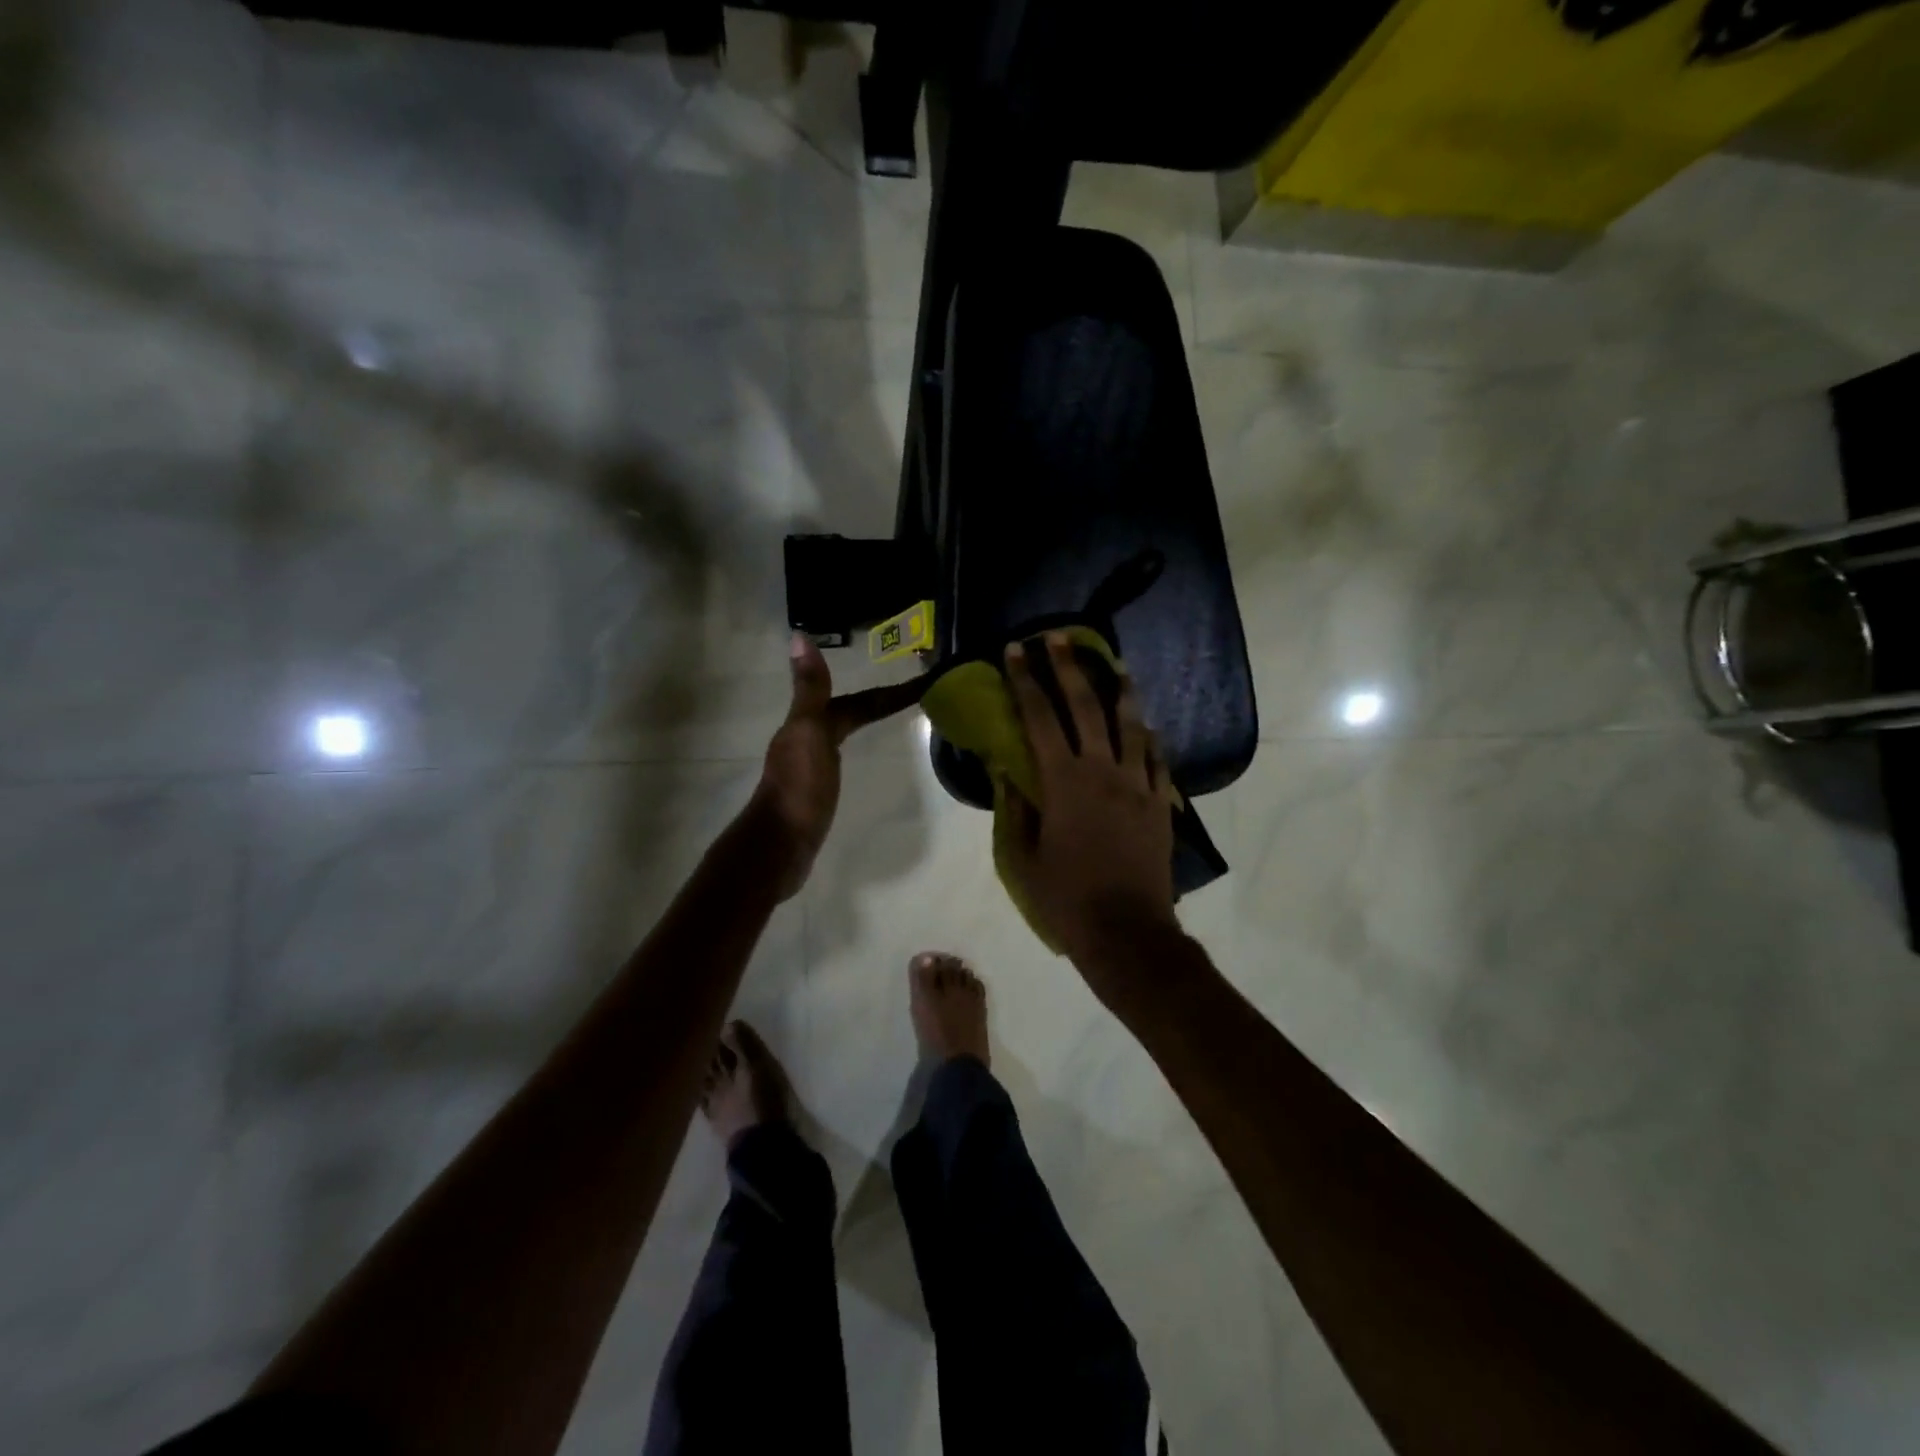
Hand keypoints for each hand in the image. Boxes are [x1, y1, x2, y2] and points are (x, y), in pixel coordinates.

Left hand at [752, 634, 925, 899]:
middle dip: (879, 702)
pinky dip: (855, 747)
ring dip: (865, 721)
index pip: (857, 702)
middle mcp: (807, 739)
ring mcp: (809, 766)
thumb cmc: (799, 788)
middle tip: (917, 696)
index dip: (888, 693)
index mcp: (810, 724)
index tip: (923, 683)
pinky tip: (859, 757)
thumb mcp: (808, 732)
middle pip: (849, 713)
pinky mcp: (814, 791)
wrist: (780, 844)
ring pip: (842, 733)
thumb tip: (800, 636)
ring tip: (893, 719)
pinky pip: (839, 758)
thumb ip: (810, 688)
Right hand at [1002, 634, 1176, 963]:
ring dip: (1120, 690)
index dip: (1025, 680)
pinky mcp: (1160, 803)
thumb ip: (1015, 809)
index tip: (1015, 651)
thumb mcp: (1024, 858)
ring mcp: (1137, 784)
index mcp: (1063, 782)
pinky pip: (1156, 759)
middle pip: (1086, 706)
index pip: (1039, 717)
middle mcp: (1102, 771)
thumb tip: (1006, 772)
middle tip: (1059, 638)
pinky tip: (1144, 726)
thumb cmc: (1066, 899)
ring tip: (1116, 665)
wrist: (1127, 932)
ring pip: (1130, 724)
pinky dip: (1147, 738)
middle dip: (1068, 667)